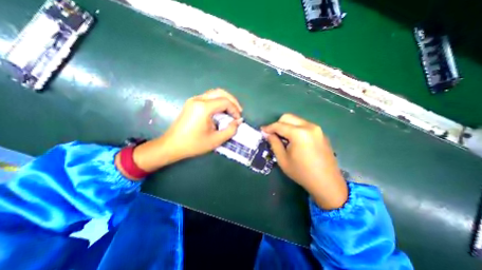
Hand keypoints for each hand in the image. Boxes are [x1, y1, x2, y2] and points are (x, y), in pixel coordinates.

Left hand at [122, 87, 240, 178]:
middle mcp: (198, 99)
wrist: (172, 145)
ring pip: (214, 93)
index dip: (235, 110)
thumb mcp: (215, 140)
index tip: (238, 120)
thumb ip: (230, 130)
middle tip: (238, 111)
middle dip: (232, 101)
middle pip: (220, 92)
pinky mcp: (191, 103)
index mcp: (203, 108)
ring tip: (231, 111)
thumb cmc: (193, 144)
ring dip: (225, 100)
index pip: (225, 102)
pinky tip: (221, 111)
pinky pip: (208, 98)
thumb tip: (238, 121)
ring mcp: (193, 100)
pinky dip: (218, 102)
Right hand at [263, 113, 345, 209]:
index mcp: (299, 133)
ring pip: (296, 120)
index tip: (262, 131)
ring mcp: (317, 129)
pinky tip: (294, 140)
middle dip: (277, 124)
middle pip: (288, 117)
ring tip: (283, 138)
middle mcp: (309, 126)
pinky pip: (304, 125)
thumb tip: (268, 134)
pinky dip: (295, 129)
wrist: (327, 183)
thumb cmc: (302, 173)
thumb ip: (274, 143)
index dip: (268, 128)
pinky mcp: (321, 133)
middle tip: (272, 134)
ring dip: (287, 126)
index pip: (279, 125)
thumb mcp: (283, 159)